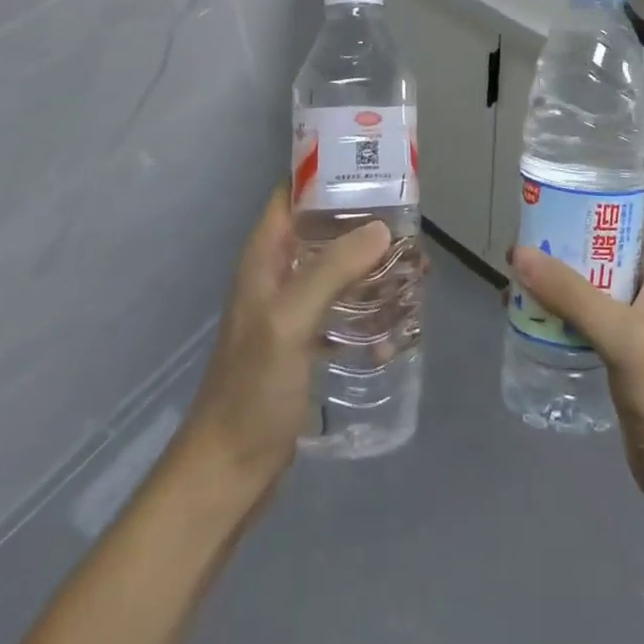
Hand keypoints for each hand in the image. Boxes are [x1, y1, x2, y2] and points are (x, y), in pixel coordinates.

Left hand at [175, 186, 391, 495]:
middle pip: (323, 230)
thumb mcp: (289, 322)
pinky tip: (400, 321)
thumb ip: (331, 271)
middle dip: (364, 223)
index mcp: (264, 258)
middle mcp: (278, 275)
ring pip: (338, 269)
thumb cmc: (251, 390)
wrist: (228, 475)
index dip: (327, 174)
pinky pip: (343, 309)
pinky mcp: (305, 342)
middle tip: (410, 222)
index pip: (292, 194)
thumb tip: (383, 228)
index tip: (372, 168)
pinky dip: (369, 307)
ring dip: (372, 265)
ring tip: (415, 267)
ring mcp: (292, 310)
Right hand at [511, 194, 643, 511]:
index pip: (635, 200)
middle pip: (604, 233)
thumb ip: (573, 295)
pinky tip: (523, 307)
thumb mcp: (624, 336)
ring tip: (514, 265)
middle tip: (522, 226)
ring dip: (556, 267)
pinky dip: (556, 301)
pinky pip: (583, 305)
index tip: (555, 179)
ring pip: (589, 270)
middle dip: (566, 227)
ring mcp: (634, 310)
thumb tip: (518, 252)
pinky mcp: (618, 340)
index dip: (599, 183)